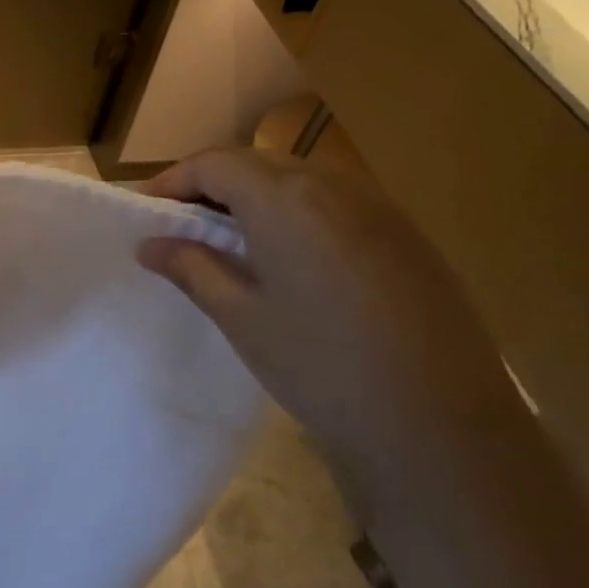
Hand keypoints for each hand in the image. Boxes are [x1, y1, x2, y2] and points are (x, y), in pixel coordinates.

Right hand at [137, 148, 533, 509]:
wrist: (439, 423)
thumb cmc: (319, 365)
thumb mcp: (240, 317)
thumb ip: (191, 268)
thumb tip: (151, 244)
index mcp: (286, 200)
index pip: (215, 163)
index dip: (174, 180)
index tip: (149, 212)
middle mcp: (335, 187)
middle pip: (258, 163)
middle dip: (212, 185)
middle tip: (182, 226)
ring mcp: (380, 209)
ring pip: (300, 180)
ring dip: (255, 197)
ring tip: (231, 243)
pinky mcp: (407, 238)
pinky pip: (337, 204)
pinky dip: (298, 215)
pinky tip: (291, 262)